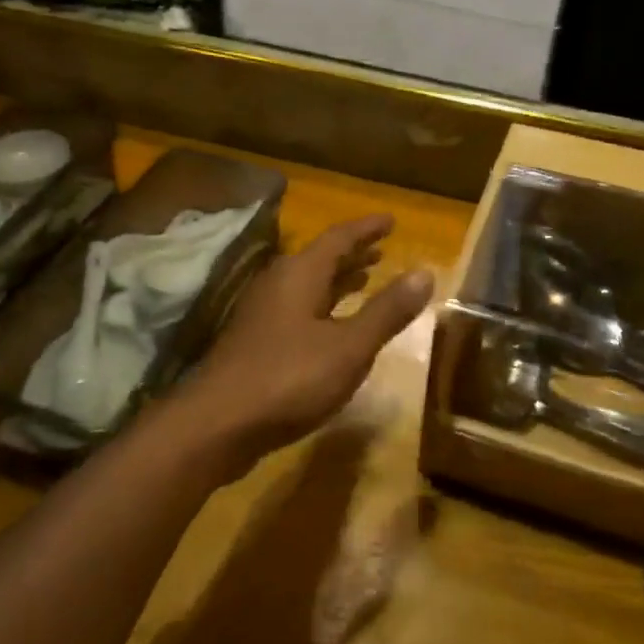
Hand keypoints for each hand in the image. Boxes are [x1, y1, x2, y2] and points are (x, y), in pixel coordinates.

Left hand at [179, 213, 433, 469]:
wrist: (218, 424)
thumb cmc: (289, 378)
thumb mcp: (350, 346)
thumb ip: (387, 310)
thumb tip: (425, 272)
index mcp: (300, 274)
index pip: (339, 238)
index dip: (367, 229)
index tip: (391, 220)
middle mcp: (279, 283)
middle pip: (321, 258)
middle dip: (353, 253)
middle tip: (382, 249)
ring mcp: (263, 312)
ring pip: (308, 285)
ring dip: (338, 280)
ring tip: (365, 278)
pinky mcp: (257, 340)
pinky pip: (298, 308)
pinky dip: (323, 306)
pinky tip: (334, 326)